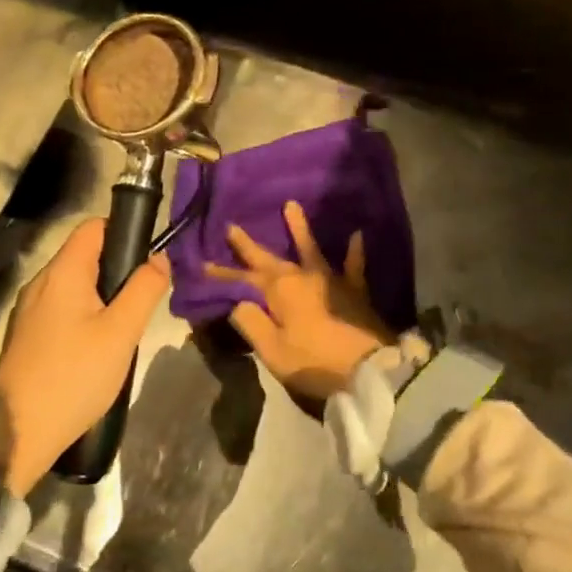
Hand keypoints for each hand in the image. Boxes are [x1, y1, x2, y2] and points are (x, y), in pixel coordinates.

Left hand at [0, 217, 170, 492]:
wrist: (18, 434)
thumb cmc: (75, 376)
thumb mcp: (122, 332)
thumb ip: (144, 288)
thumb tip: (159, 258)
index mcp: (62, 273)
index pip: (94, 227)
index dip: (124, 232)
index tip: (148, 260)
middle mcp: (41, 283)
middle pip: (86, 255)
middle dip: (119, 269)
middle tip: (143, 300)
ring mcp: (30, 311)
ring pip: (77, 285)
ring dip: (104, 296)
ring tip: (125, 327)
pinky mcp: (29, 336)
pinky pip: (64, 308)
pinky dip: (87, 315)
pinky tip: (100, 347)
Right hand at [206, 200, 394, 399]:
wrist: (369, 367)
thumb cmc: (315, 361)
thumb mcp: (273, 350)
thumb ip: (251, 323)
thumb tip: (237, 301)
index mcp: (280, 290)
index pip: (244, 279)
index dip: (223, 274)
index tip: (203, 264)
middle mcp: (303, 276)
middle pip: (271, 259)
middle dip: (250, 246)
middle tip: (232, 226)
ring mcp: (331, 280)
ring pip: (311, 249)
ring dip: (300, 228)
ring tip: (291, 204)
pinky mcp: (354, 290)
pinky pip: (354, 265)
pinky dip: (355, 250)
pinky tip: (358, 233)